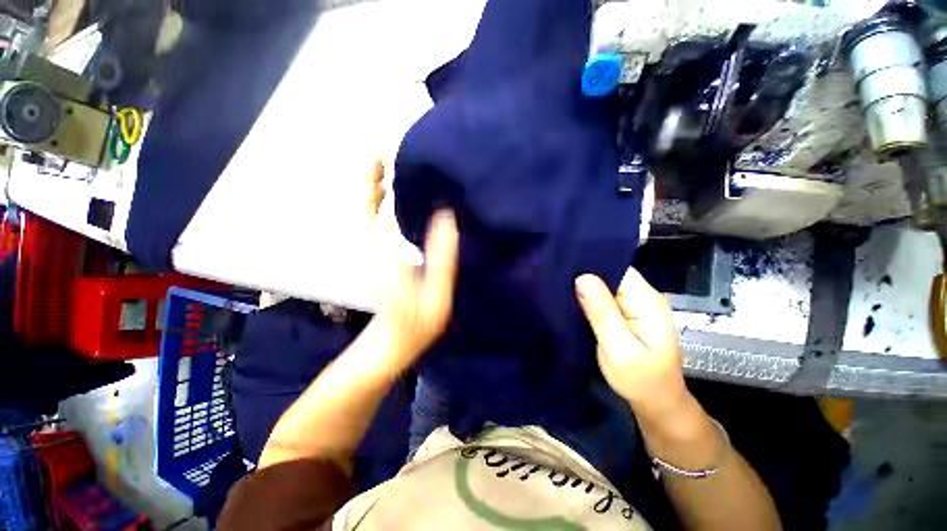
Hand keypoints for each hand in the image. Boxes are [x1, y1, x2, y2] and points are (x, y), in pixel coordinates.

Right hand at [575, 267, 688, 418]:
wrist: (656, 402)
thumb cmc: (640, 379)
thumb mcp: (618, 348)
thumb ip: (602, 313)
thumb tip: (582, 278)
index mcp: (646, 301)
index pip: (617, 269)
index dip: (592, 265)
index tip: (565, 267)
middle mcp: (642, 297)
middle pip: (611, 275)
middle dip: (585, 276)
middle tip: (557, 280)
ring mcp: (634, 306)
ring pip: (605, 287)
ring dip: (585, 289)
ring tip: (560, 289)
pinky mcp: (625, 314)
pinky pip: (604, 299)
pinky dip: (589, 300)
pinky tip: (572, 301)